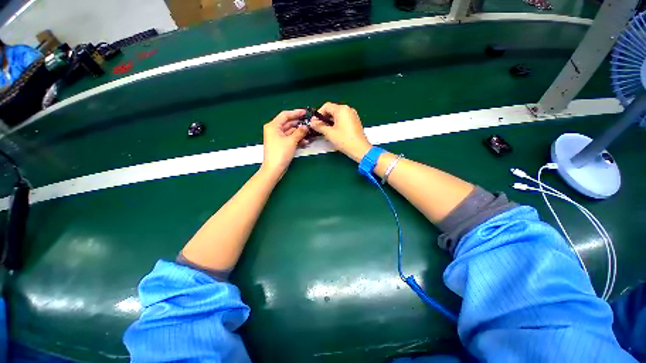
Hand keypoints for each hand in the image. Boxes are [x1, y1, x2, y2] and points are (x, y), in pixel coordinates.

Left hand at [261, 109, 308, 176]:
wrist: (274, 168)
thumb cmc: (281, 152)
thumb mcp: (291, 141)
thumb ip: (300, 132)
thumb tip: (306, 127)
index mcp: (273, 126)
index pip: (285, 115)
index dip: (296, 113)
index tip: (305, 112)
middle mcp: (274, 130)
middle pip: (288, 123)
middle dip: (299, 124)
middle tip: (310, 123)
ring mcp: (277, 138)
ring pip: (290, 132)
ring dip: (299, 133)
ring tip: (309, 134)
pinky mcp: (280, 144)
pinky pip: (289, 138)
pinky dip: (297, 139)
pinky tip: (305, 142)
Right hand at [310, 102, 371, 161]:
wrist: (359, 149)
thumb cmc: (344, 140)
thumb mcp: (329, 133)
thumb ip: (319, 126)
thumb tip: (312, 123)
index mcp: (341, 109)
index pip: (326, 106)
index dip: (318, 114)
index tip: (314, 122)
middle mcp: (348, 109)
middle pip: (332, 110)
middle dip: (324, 118)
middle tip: (318, 127)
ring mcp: (353, 115)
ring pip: (338, 115)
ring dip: (330, 121)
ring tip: (325, 130)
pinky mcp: (355, 122)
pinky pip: (343, 119)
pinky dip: (337, 123)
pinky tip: (334, 131)